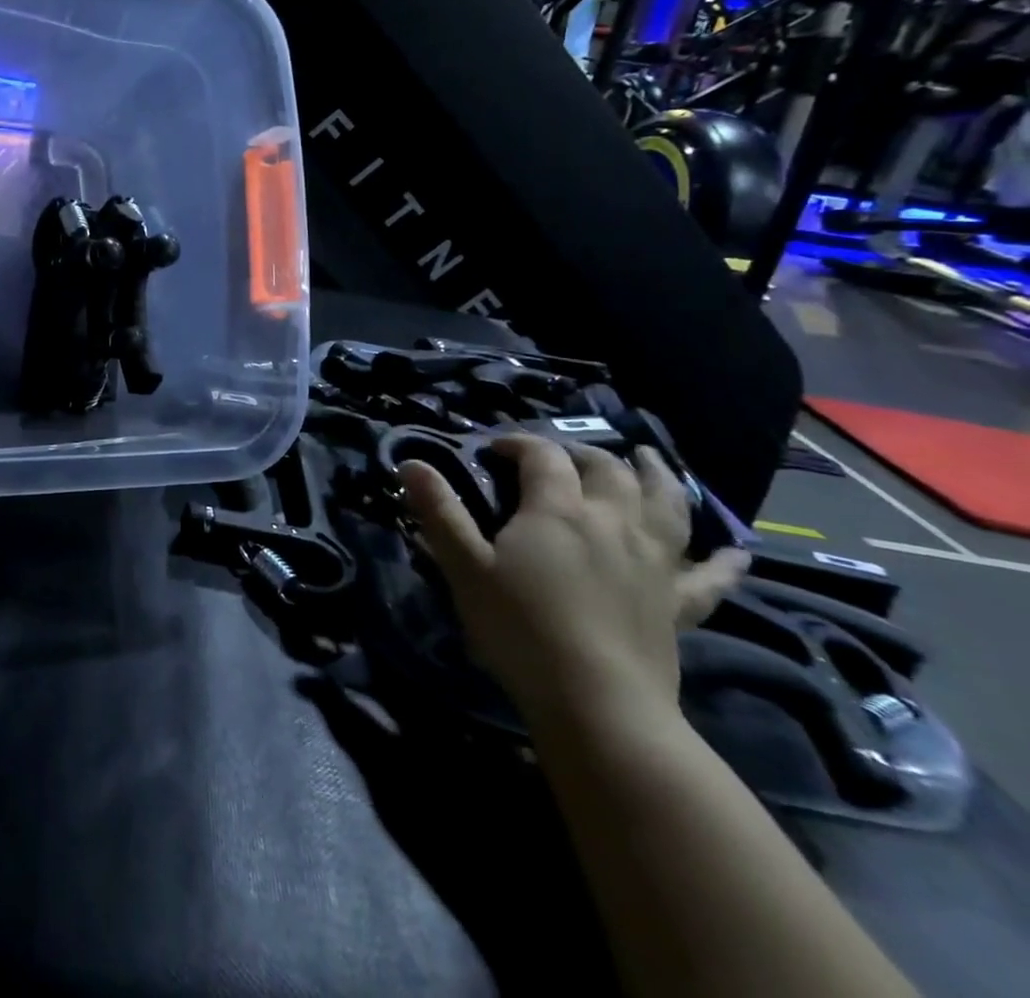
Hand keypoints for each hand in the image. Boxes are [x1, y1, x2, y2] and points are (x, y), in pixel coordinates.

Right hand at [399, 436, 749, 731]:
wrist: (598, 705)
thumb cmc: (521, 628)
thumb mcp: (465, 567)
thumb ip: (439, 511)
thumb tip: (409, 462)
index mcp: (558, 510)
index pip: (543, 456)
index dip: (519, 443)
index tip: (494, 449)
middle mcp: (612, 522)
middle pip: (606, 470)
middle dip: (581, 453)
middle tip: (560, 454)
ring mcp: (654, 562)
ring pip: (665, 504)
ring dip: (657, 476)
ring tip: (648, 459)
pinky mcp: (677, 603)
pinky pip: (709, 576)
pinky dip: (724, 561)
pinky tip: (738, 552)